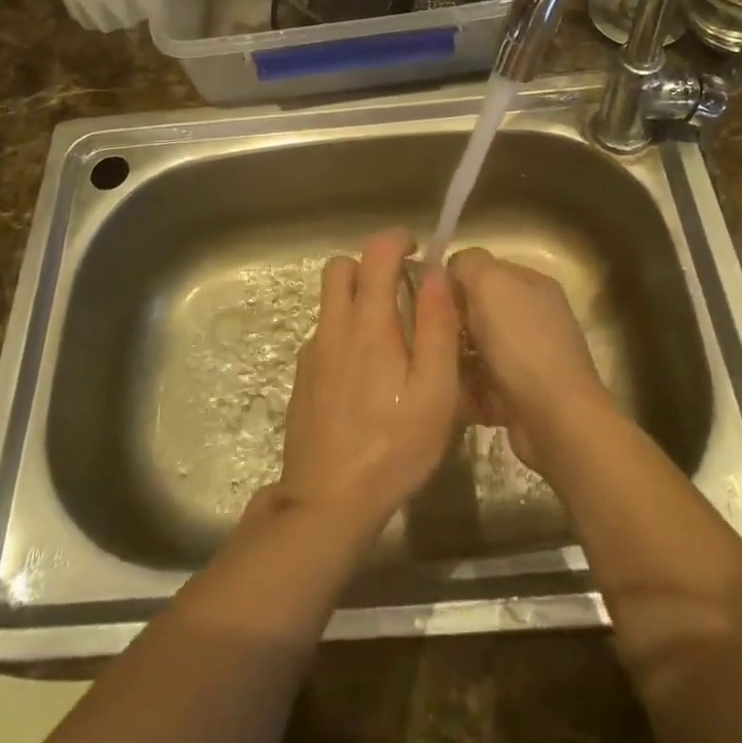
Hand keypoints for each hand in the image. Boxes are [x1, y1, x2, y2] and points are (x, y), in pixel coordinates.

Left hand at [275, 229, 461, 541]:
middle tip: (400, 291)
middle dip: (369, 265)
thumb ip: (438, 327)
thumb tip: (436, 273)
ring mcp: (313, 352)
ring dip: (356, 299)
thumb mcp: (435, 392)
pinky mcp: (303, 378)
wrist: (327, 503)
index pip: (375, 252)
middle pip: (339, 267)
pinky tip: (366, 377)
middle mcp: (334, 327)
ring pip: (329, 301)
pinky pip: (324, 335)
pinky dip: (345, 333)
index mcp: (368, 323)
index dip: (396, 240)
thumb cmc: (393, 447)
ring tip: (390, 339)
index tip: (416, 252)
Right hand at [448, 247, 614, 475]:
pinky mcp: (519, 395)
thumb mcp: (491, 283)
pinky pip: (480, 383)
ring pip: (475, 349)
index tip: (429, 298)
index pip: (483, 269)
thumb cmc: (521, 343)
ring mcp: (527, 358)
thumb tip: (451, 268)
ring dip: (454, 358)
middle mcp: (533, 317)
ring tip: (434, 366)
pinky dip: (465, 389)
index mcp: (532, 285)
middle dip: (452, 322)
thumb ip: (468, 263)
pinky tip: (449, 393)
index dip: (455, 280)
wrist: (556, 420)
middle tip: (428, 335)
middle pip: (477, 310)